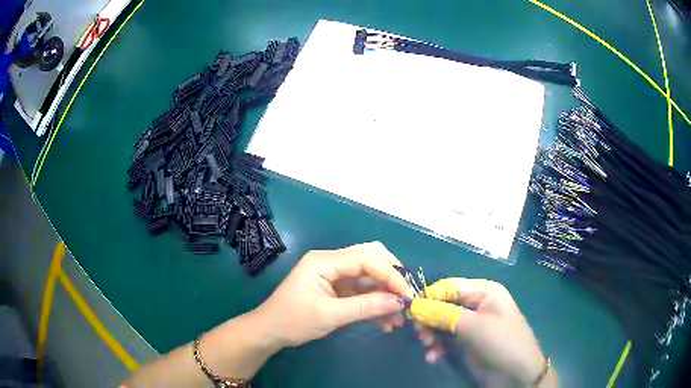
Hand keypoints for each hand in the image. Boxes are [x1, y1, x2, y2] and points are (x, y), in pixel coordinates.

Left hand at [253, 242, 413, 348]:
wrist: (269, 332)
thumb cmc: (293, 321)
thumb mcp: (330, 315)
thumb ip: (366, 307)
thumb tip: (399, 302)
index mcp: (324, 261)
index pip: (366, 259)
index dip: (391, 275)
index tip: (408, 295)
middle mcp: (331, 261)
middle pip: (370, 259)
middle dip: (391, 277)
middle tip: (405, 298)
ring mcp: (334, 274)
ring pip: (368, 276)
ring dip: (385, 294)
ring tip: (397, 317)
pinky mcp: (336, 287)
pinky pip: (361, 290)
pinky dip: (374, 302)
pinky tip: (384, 320)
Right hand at [409, 278, 555, 386]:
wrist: (517, 374)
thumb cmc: (501, 342)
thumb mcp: (473, 327)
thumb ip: (444, 314)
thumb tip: (414, 305)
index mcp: (484, 291)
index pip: (449, 286)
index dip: (430, 297)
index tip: (411, 312)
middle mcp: (477, 304)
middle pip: (444, 304)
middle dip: (430, 318)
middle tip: (421, 335)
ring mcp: (472, 323)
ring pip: (442, 322)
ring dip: (431, 334)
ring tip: (428, 347)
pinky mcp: (468, 340)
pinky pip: (446, 338)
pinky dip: (438, 346)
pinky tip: (433, 357)